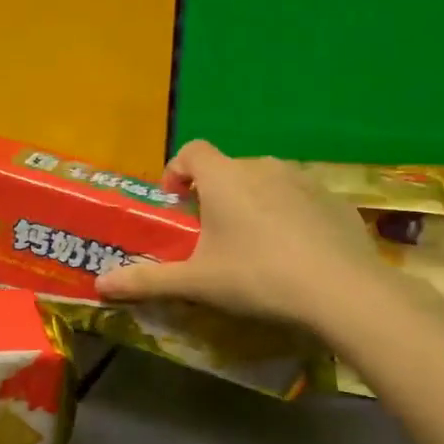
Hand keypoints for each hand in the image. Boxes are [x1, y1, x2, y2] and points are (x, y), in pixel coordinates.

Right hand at [94, 140, 388, 329]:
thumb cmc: (257, 277)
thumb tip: (100, 285)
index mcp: (224, 178)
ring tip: (251, 241)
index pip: (192, 151)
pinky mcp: (336, 200)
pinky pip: (300, 198)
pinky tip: (293, 251)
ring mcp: (305, 181)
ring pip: (266, 181)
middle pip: (228, 168)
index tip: (174, 202)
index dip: (177, 171)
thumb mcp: (196, 283)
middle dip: (213, 193)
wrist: (343, 291)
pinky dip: (288, 214)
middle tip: (209, 232)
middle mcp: (263, 167)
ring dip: (252, 201)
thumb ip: (147, 280)